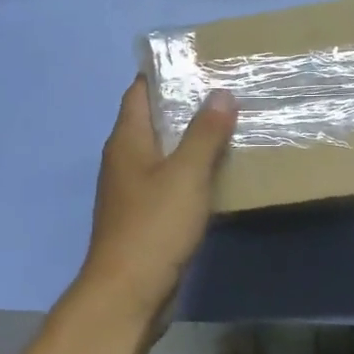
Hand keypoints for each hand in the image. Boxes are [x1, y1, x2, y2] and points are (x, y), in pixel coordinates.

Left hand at [78, 77, 237, 322]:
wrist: (129, 292)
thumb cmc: (154, 225)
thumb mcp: (186, 174)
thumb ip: (204, 133)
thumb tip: (219, 93)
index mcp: (127, 141)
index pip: (139, 92)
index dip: (163, 74)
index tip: (197, 62)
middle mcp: (124, 161)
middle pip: (152, 122)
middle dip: (183, 106)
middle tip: (225, 92)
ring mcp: (132, 192)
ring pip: (163, 154)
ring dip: (190, 141)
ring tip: (229, 126)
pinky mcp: (145, 218)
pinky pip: (169, 183)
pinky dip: (190, 173)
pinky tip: (217, 173)